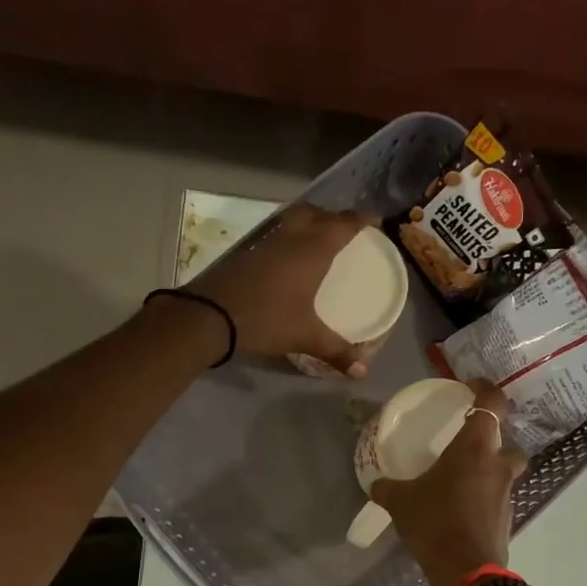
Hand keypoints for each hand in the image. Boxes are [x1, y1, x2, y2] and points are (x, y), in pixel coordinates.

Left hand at [188, 203, 372, 375]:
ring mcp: (266, 240)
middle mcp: (291, 236)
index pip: (344, 224)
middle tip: (344, 231)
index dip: (362, 219)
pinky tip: (288, 258)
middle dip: (333, 216)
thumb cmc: (266, 319)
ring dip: (308, 222)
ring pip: (293, 219)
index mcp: (313, 249)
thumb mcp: (305, 337)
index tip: (376, 220)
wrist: (210, 315)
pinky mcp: (246, 250)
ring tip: (318, 240)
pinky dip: (288, 236)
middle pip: (317, 213)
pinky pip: (276, 233)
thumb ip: (336, 352)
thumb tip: (363, 372)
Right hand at [371, 381, 527, 585]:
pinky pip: (496, 498)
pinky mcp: (507, 518)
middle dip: (490, 441)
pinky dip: (483, 498)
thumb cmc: (435, 523)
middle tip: (464, 446)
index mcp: (475, 448)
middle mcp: (498, 465)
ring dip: (486, 471)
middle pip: (504, 442)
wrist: (466, 571)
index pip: (492, 403)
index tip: (471, 387)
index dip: (485, 389)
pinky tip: (460, 510)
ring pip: (503, 471)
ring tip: (459, 482)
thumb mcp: (401, 502)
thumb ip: (388, 488)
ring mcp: (506, 493)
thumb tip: (375, 484)